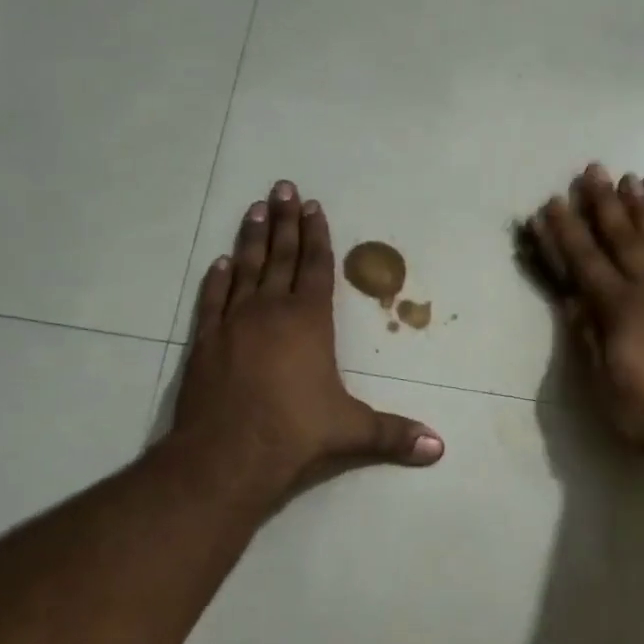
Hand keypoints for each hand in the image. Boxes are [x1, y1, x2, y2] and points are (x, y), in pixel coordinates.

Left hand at [172, 181, 443, 506]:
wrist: (225, 456)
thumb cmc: (294, 434)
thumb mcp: (351, 431)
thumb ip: (394, 435)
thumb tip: (439, 448)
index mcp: (308, 321)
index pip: (316, 268)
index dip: (317, 237)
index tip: (314, 207)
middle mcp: (270, 311)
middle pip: (280, 256)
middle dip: (285, 221)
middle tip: (282, 187)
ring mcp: (233, 323)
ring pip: (245, 269)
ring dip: (252, 238)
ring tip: (255, 209)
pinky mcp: (204, 342)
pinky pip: (212, 300)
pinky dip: (217, 279)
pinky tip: (220, 262)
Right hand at [523, 164, 643, 457]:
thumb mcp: (604, 386)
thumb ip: (588, 338)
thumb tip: (572, 299)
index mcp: (621, 310)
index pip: (586, 263)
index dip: (566, 232)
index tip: (553, 203)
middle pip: (625, 239)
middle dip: (605, 203)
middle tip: (594, 169)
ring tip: (637, 180)